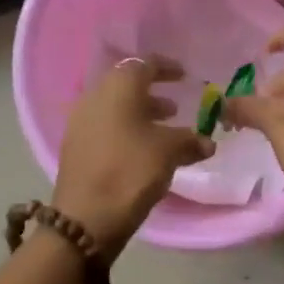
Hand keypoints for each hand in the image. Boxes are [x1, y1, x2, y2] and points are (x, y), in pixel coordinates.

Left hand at [53, 56, 214, 253]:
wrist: (85, 219)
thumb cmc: (130, 172)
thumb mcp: (168, 153)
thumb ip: (190, 141)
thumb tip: (208, 142)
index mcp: (117, 89)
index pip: (143, 64)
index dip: (166, 67)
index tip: (184, 75)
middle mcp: (94, 98)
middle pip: (126, 86)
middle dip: (152, 93)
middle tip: (176, 106)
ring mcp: (80, 123)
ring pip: (115, 108)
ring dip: (141, 114)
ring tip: (165, 128)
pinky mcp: (76, 147)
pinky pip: (106, 127)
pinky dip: (127, 130)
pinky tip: (144, 150)